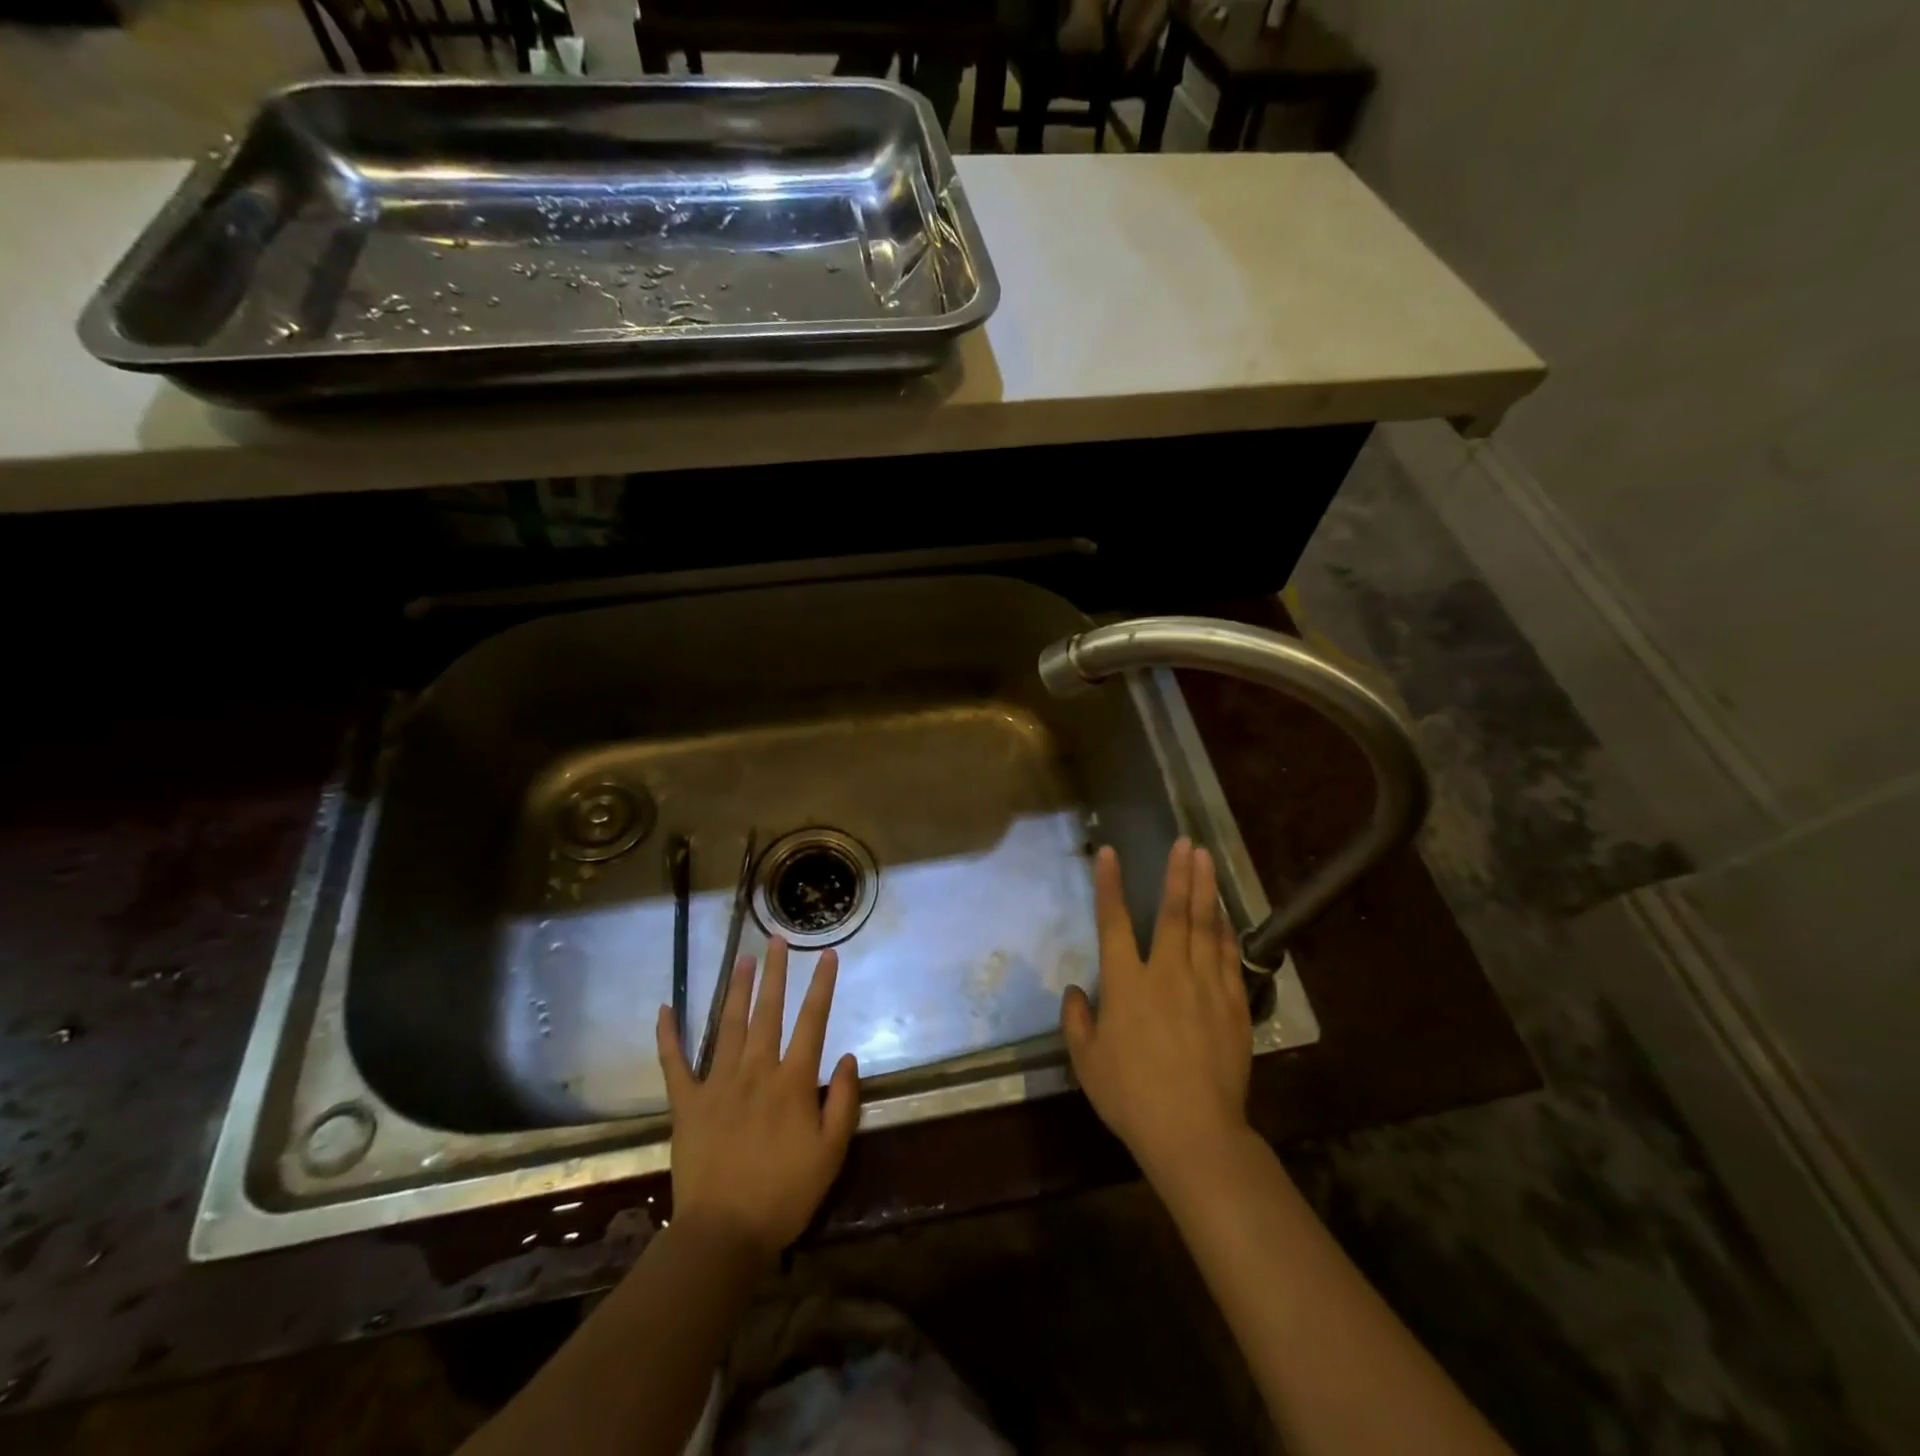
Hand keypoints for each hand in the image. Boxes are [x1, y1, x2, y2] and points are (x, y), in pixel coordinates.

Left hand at [655, 939, 860, 1260]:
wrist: (723, 1233)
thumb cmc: (785, 1194)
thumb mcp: (832, 1152)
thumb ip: (844, 1101)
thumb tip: (849, 1057)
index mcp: (792, 1081)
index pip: (812, 1022)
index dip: (822, 986)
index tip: (827, 955)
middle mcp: (756, 1070)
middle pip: (768, 1011)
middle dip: (776, 973)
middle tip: (777, 939)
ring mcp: (717, 1084)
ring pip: (729, 1025)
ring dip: (737, 989)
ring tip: (743, 958)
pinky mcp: (687, 1103)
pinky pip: (674, 1063)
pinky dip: (668, 1036)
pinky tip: (664, 1009)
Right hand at [1062, 839, 1252, 1183]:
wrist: (1194, 1132)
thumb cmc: (1131, 1096)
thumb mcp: (1087, 1062)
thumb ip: (1077, 1021)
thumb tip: (1075, 992)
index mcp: (1126, 984)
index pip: (1113, 922)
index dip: (1109, 885)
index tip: (1109, 854)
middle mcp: (1166, 973)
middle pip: (1172, 913)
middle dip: (1176, 874)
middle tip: (1184, 842)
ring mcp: (1204, 986)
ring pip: (1204, 927)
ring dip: (1204, 889)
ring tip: (1205, 859)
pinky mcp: (1232, 1004)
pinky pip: (1228, 957)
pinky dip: (1225, 930)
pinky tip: (1224, 913)